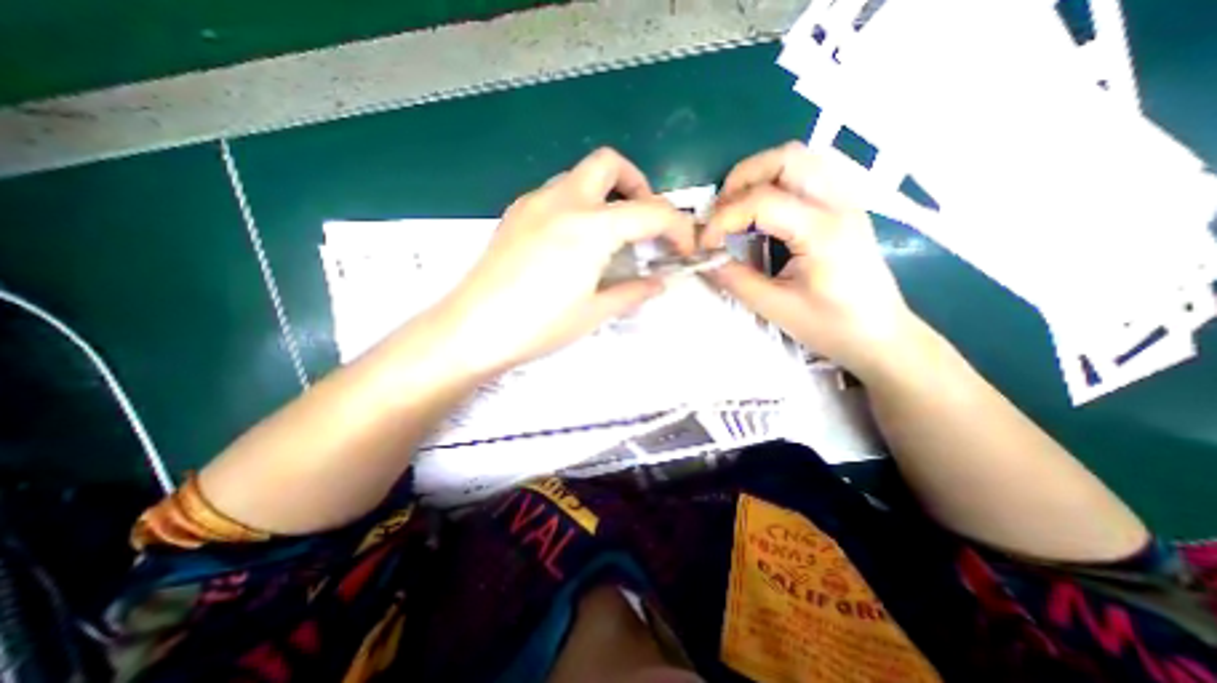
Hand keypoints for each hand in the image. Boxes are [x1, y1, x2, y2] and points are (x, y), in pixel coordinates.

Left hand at [435, 146, 694, 374]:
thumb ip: (633, 292)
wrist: (472, 329)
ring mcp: (534, 202)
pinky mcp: (516, 213)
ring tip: (611, 233)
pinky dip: (578, 204)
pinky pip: (556, 192)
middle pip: (609, 164)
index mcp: (591, 227)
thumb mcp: (595, 312)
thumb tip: (658, 283)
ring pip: (580, 175)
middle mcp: (563, 200)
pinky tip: (575, 240)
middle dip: (637, 185)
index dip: (678, 227)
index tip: (685, 247)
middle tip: (644, 221)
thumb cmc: (539, 325)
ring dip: (605, 193)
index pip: (651, 212)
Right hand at [705, 142, 913, 377]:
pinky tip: (767, 207)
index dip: (722, 219)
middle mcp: (838, 202)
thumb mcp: (774, 307)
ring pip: (800, 157)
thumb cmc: (830, 326)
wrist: (880, 334)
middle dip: (740, 180)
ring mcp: (847, 199)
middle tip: (720, 214)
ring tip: (739, 207)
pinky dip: (779, 178)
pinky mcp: (845, 204)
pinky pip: (810, 170)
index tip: (705, 245)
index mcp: (822, 231)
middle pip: (785, 158)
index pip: (761, 201)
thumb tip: (703, 259)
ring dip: (760, 174)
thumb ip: (734, 278)